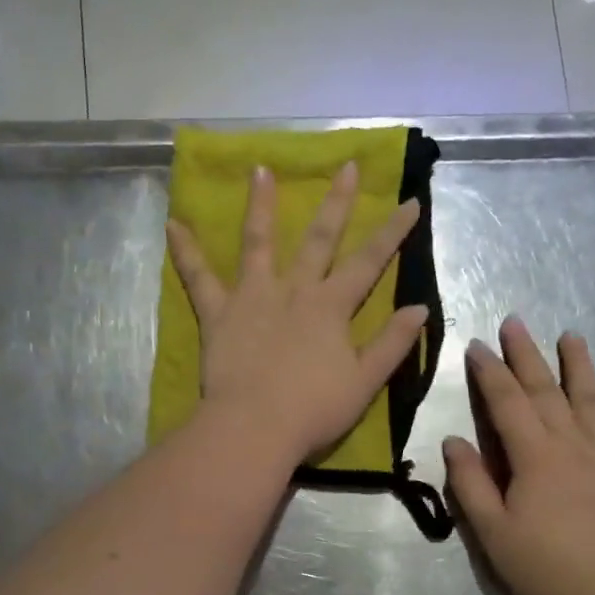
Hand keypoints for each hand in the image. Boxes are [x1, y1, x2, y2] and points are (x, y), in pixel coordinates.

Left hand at [166, 163, 427, 463]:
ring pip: (258, 242)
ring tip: (260, 169)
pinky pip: (199, 278)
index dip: (392, 233)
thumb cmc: (314, 410)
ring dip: (260, 205)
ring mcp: (253, 297)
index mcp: (331, 308)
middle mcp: (294, 291)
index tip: (410, 202)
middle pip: (318, 239)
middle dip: (337, 202)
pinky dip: (186, 252)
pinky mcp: (219, 313)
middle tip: (347, 166)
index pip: (369, 262)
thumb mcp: (365, 382)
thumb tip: (420, 309)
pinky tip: (173, 224)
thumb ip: (392, 343)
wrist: (255, 427)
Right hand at [444, 317, 594, 594]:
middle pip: (545, 390)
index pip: (506, 402)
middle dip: (527, 354)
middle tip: (515, 322)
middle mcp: (571, 444)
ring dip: (579, 364)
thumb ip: (471, 482)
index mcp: (533, 456)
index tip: (477, 346)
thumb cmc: (539, 565)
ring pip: (591, 399)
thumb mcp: (490, 529)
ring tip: (571, 335)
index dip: (490, 372)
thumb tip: (454, 440)